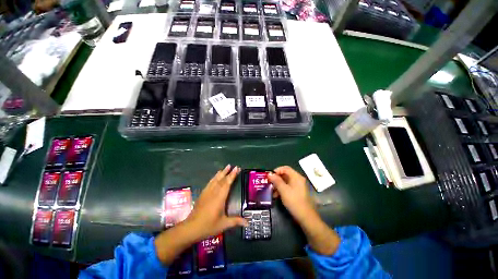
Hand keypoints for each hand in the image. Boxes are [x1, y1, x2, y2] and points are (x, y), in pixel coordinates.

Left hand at [185, 165, 247, 240]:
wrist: (191, 228)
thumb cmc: (208, 226)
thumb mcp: (223, 224)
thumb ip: (236, 221)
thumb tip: (248, 223)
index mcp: (220, 198)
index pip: (227, 183)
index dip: (232, 175)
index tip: (236, 168)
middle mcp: (213, 192)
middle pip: (221, 179)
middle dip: (227, 172)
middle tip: (233, 166)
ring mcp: (207, 192)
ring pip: (215, 180)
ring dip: (221, 173)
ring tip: (225, 167)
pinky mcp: (202, 194)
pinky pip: (209, 183)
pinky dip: (214, 178)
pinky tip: (215, 176)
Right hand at [268, 166, 315, 223]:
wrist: (306, 218)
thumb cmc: (294, 201)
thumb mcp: (284, 190)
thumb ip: (276, 181)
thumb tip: (269, 174)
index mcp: (296, 177)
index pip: (285, 168)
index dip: (277, 170)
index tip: (270, 176)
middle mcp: (298, 180)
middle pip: (285, 175)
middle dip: (276, 179)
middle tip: (269, 183)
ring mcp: (298, 186)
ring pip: (286, 182)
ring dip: (278, 185)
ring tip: (272, 192)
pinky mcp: (297, 193)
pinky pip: (288, 188)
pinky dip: (282, 190)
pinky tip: (276, 196)